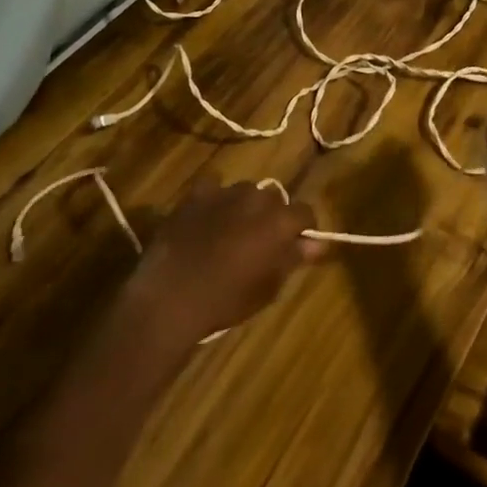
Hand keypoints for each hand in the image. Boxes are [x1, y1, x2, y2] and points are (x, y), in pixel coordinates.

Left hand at [124, 180, 323, 345]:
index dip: (303, 228)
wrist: (171, 296)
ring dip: (245, 207)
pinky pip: (213, 186)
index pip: (305, 212)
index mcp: (279, 221)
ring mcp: (224, 192)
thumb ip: (293, 259)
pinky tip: (207, 217)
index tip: (296, 245)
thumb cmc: (226, 299)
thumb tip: (316, 244)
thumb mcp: (268, 287)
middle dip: (272, 216)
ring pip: (245, 191)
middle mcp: (256, 198)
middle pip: (274, 199)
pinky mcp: (195, 194)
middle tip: (260, 242)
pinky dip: (215, 198)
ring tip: (231, 231)